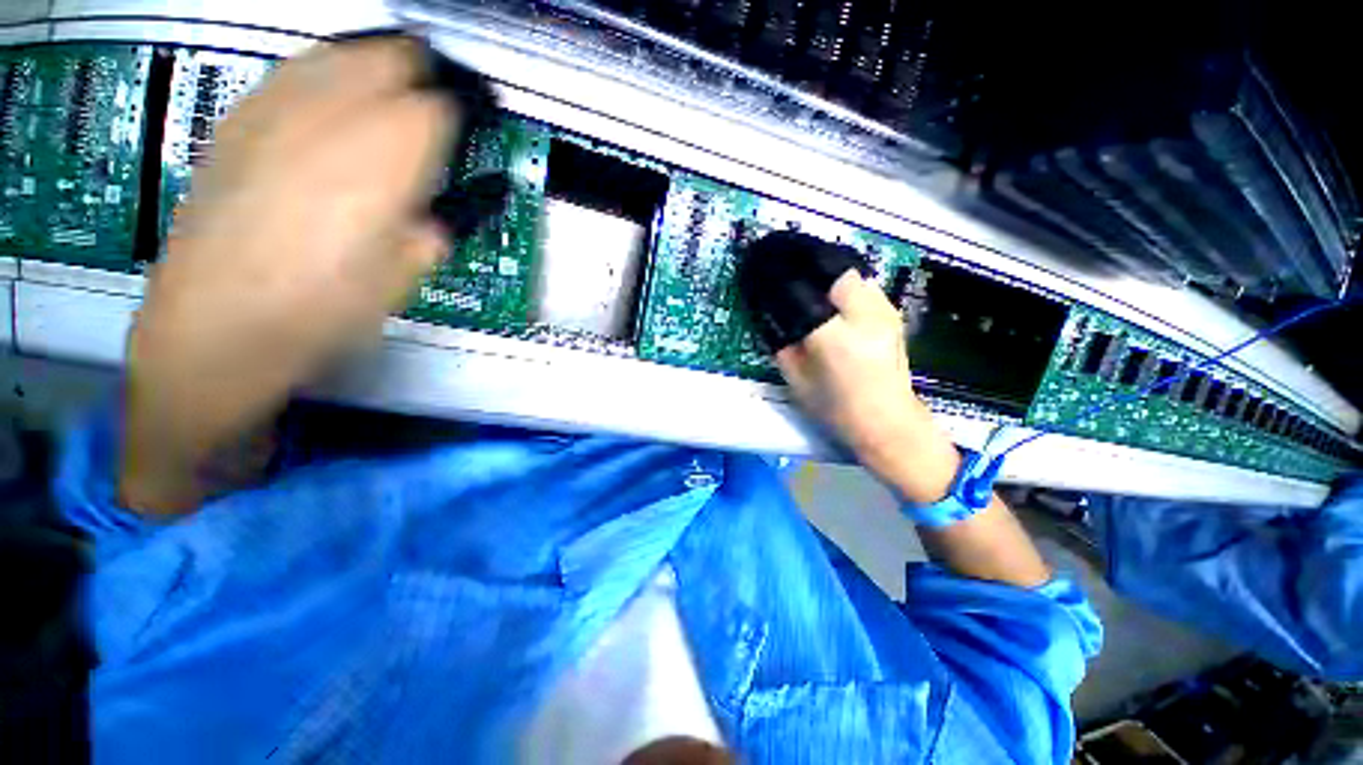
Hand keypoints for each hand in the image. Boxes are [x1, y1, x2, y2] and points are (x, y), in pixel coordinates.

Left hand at [121, 37, 458, 514]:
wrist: (216, 328)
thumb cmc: (322, 311)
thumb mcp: (400, 278)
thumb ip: (427, 233)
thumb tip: (437, 217)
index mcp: (382, 165)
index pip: (436, 110)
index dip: (460, 111)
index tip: (471, 118)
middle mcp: (329, 122)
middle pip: (386, 60)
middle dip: (420, 71)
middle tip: (438, 91)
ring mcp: (273, 116)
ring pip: (335, 54)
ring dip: (371, 61)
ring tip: (390, 78)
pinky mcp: (236, 125)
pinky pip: (289, 74)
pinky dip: (320, 72)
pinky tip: (329, 92)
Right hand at [777, 271, 1051, 585]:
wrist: (889, 424)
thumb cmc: (835, 409)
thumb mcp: (795, 379)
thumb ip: (780, 342)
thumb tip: (767, 311)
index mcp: (833, 337)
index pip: (800, 292)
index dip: (779, 278)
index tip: (762, 271)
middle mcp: (864, 316)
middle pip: (832, 271)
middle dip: (806, 265)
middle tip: (785, 269)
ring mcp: (884, 312)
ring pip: (850, 273)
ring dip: (825, 272)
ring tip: (805, 278)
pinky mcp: (893, 314)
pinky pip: (863, 285)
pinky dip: (841, 283)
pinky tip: (828, 294)